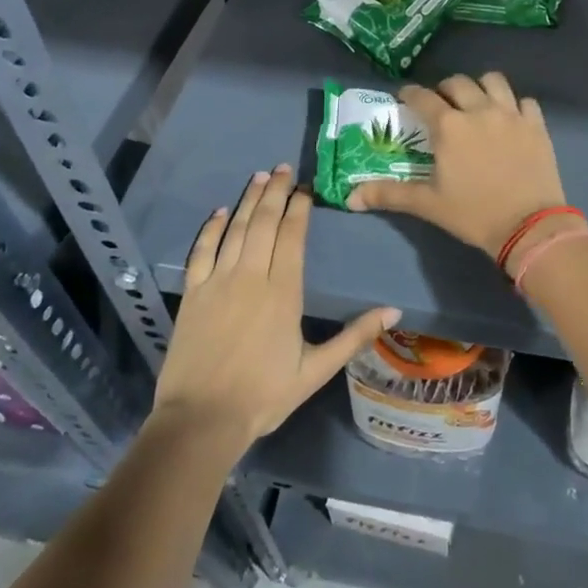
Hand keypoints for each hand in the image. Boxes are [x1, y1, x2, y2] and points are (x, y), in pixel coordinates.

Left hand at [154, 165, 398, 445]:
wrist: (202, 420)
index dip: (298, 208)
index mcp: (283, 292)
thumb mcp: (316, 370)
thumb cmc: (264, 395)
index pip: (292, 236)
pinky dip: (210, 228)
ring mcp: (218, 282)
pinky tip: (220, 212)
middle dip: (275, 192)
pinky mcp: (192, 294)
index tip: (306, 188)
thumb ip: (354, 336)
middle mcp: (251, 277)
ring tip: (260, 177)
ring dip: (248, 200)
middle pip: (263, 223)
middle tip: (284, 168)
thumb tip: (394, 311)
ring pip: (235, 229)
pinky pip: (201, 251)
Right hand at [348, 73, 566, 259]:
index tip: (404, 97)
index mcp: (449, 126)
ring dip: (480, 87)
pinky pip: (524, 101)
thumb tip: (350, 197)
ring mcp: (511, 114)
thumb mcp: (428, 204)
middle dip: (444, 89)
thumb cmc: (474, 214)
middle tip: (441, 105)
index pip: (422, 97)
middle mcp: (479, 110)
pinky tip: (510, 119)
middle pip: (457, 83)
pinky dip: (514, 105)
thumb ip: (389, 194)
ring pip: (493, 81)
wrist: (529, 226)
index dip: (409, 93)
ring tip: (476, 103)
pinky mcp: (536, 125)